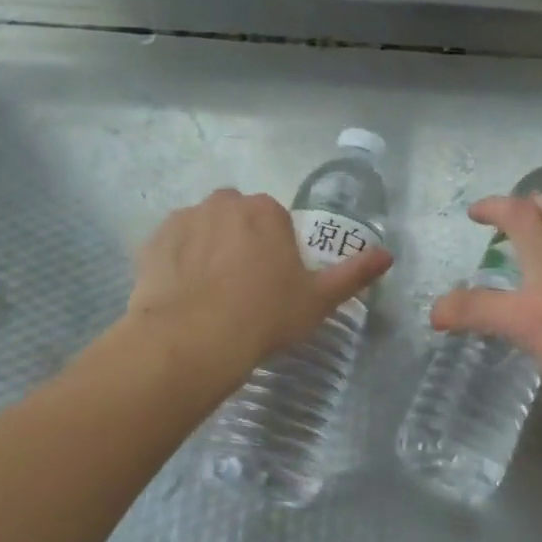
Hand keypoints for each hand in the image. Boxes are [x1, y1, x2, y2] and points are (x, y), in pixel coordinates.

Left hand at [105, 189, 391, 390]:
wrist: (194, 338)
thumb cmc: (265, 315)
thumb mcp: (319, 299)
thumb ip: (354, 273)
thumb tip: (388, 254)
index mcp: (266, 211)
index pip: (275, 220)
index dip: (276, 249)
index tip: (274, 281)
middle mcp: (225, 203)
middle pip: (238, 217)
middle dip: (241, 241)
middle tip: (243, 285)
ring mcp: (184, 219)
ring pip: (203, 228)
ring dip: (208, 248)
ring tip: (210, 293)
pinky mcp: (152, 241)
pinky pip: (172, 245)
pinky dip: (178, 261)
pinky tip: (184, 293)